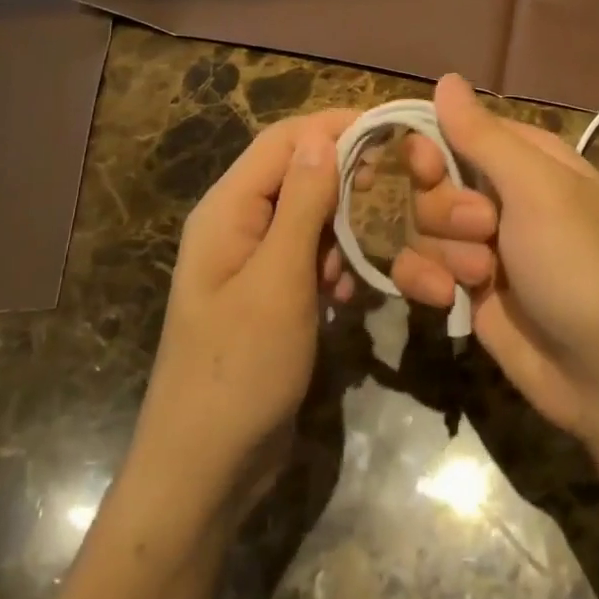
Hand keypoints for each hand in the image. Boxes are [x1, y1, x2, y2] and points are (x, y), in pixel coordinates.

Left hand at [130, 111, 358, 519]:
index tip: (390, 129)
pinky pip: (307, 256)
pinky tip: (346, 297)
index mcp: (227, 209)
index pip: (284, 140)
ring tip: (363, 260)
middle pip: (297, 174)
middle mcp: (236, 224)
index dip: (335, 126)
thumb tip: (323, 135)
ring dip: (341, 229)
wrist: (204, 471)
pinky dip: (332, 265)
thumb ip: (303, 204)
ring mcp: (251, 261)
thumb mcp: (278, 281)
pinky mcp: (268, 294)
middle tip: (394, 192)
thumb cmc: (239, 370)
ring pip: (308, 216)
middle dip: (345, 179)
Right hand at [391, 75, 598, 436]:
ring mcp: (479, 241)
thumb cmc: (574, 263)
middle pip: (431, 180)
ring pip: (420, 223)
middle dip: (447, 210)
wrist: (597, 372)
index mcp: (524, 158)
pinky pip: (417, 264)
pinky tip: (448, 300)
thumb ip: (483, 136)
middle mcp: (498, 194)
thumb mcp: (535, 190)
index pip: (456, 130)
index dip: (432, 147)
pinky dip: (425, 281)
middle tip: (485, 230)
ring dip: (445, 252)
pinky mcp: (462, 285)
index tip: (427, 167)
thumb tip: (446, 79)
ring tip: (483, 276)